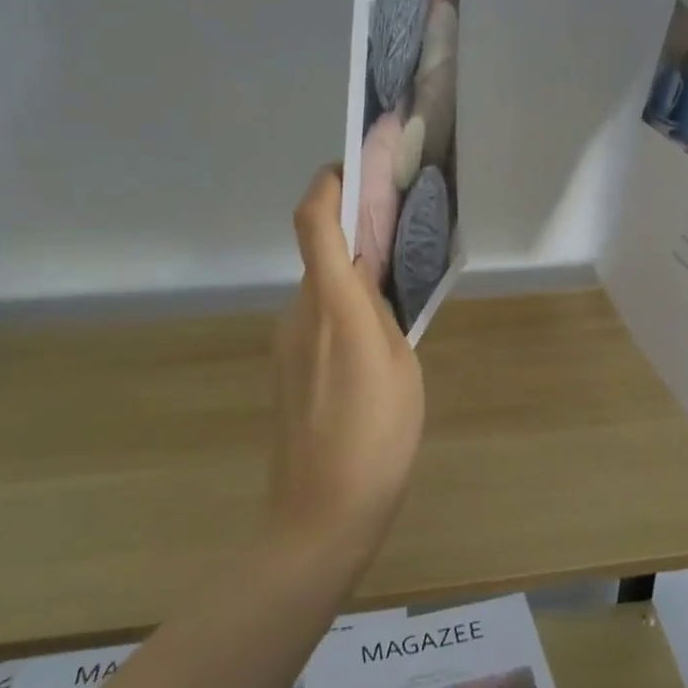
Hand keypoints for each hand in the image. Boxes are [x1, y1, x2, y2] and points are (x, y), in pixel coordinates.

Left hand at [268, 166, 425, 556]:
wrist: (320, 518)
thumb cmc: (376, 437)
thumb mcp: (401, 365)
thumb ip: (383, 314)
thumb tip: (370, 282)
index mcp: (332, 304)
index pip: (313, 223)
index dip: (326, 185)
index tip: (352, 169)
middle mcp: (299, 313)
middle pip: (320, 254)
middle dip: (353, 235)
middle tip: (398, 237)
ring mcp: (286, 344)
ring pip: (321, 290)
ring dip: (351, 280)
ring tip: (396, 300)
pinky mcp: (286, 371)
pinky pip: (316, 322)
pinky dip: (341, 312)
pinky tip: (373, 348)